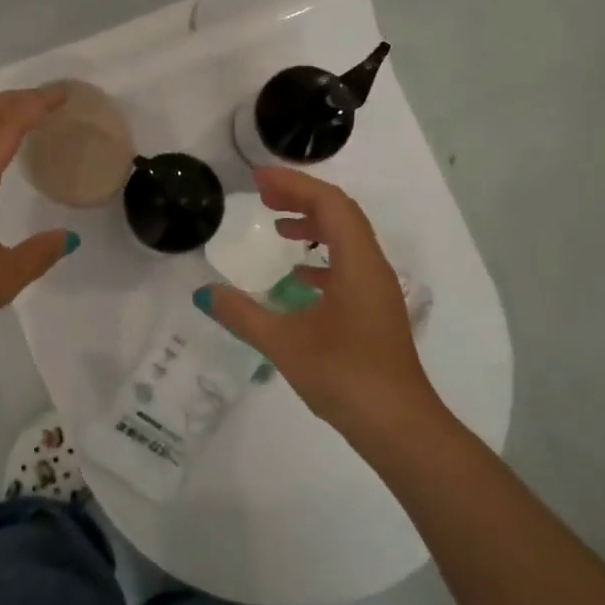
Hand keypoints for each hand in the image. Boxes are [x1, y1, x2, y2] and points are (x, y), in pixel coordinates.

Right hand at [195, 166, 433, 435]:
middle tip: (263, 194)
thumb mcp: (284, 343)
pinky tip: (298, 277)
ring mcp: (377, 291)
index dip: (295, 185)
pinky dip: (322, 258)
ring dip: (314, 225)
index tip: (259, 179)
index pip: (330, 204)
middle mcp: (372, 268)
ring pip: (347, 240)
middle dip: (302, 198)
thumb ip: (243, 314)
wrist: (398, 426)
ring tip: (278, 226)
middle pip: (341, 215)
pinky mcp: (375, 312)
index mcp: (357, 264)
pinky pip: (349, 266)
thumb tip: (206, 293)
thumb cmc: (344, 377)